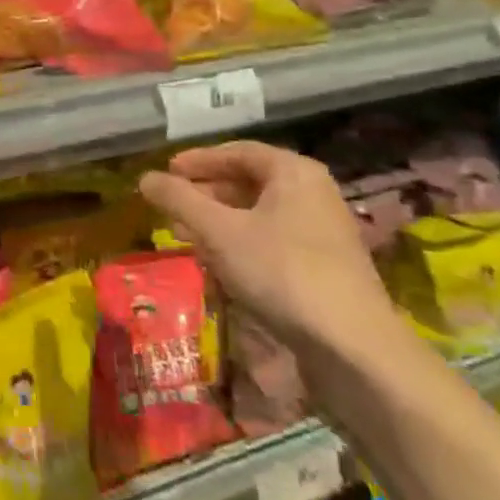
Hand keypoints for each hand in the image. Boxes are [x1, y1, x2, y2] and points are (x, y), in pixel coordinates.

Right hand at [141, 141, 394, 354]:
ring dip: (221, 221)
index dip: (198, 160)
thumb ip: (179, 199)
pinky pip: (275, 241)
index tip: (167, 171)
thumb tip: (145, 177)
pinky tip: (221, 264)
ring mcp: (324, 231)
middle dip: (207, 193)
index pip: (237, 151)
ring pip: (260, 214)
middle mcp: (313, 193)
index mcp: (294, 171)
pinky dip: (243, 244)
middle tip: (172, 205)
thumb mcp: (219, 231)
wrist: (354, 348)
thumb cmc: (282, 272)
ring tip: (187, 234)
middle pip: (250, 182)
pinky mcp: (326, 267)